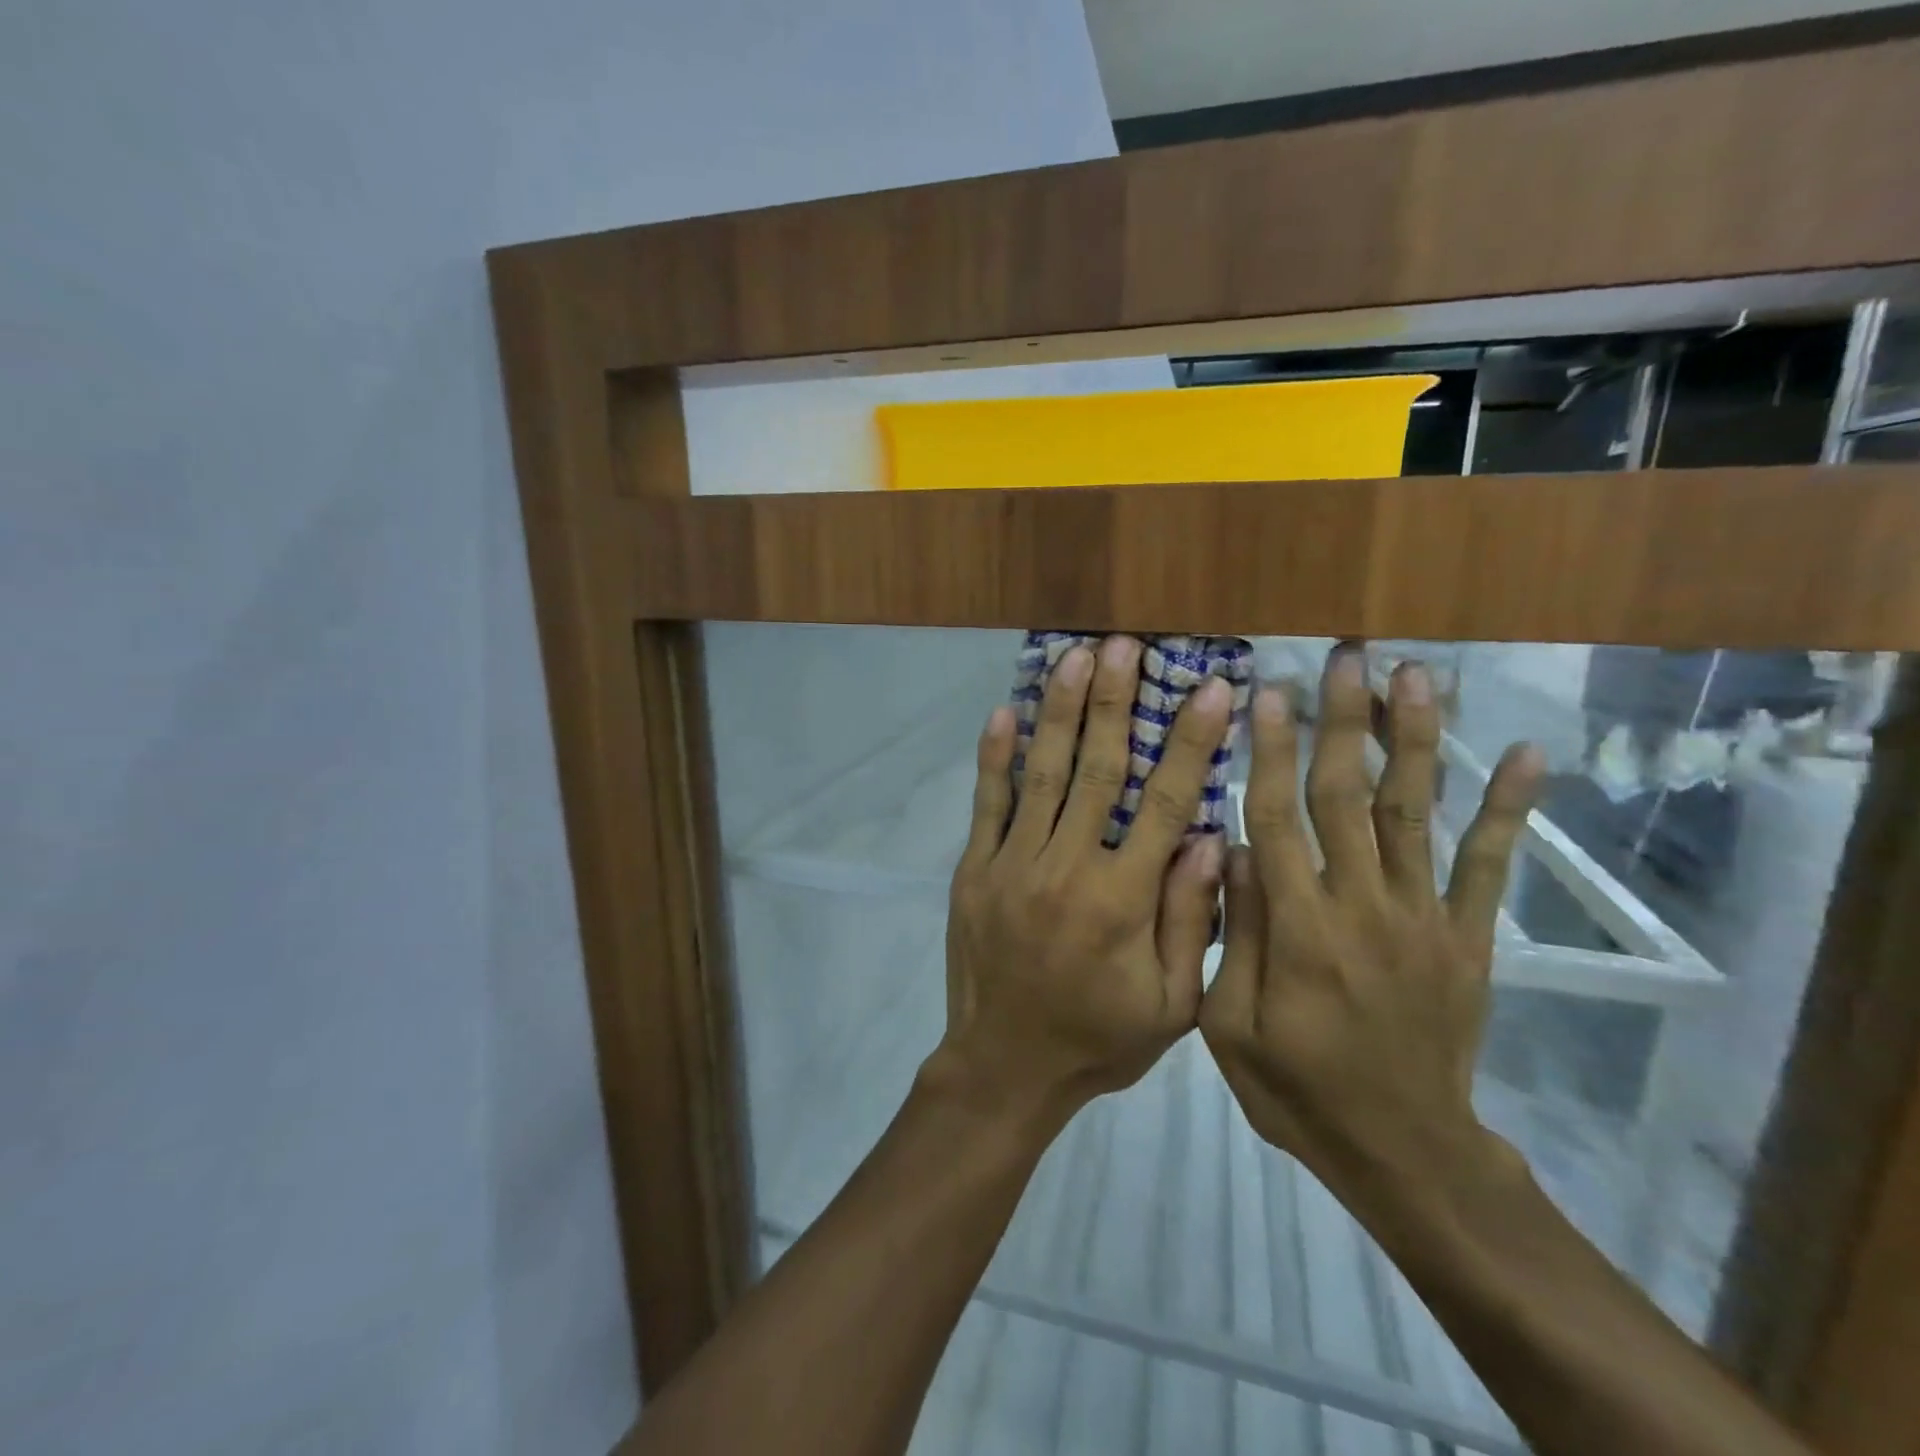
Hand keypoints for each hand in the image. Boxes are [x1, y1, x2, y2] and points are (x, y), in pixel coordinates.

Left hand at [929, 635, 1232, 1124]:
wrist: (1004, 1068)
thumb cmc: (1097, 1041)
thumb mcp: (1170, 1005)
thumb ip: (1190, 921)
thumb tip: (1211, 839)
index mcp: (1121, 900)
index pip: (1164, 803)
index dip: (1190, 742)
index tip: (1210, 689)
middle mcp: (1065, 868)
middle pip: (1096, 769)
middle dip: (1113, 702)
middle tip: (1124, 645)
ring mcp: (1012, 864)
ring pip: (1042, 775)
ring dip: (1059, 712)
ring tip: (1073, 658)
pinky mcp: (974, 870)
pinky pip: (987, 805)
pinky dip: (995, 758)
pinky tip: (1004, 712)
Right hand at [1200, 646, 1542, 1182]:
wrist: (1405, 1152)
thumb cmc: (1298, 1089)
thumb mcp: (1229, 1028)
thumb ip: (1232, 935)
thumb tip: (1230, 849)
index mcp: (1299, 929)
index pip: (1278, 819)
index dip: (1272, 752)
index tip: (1268, 692)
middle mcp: (1363, 907)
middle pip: (1348, 796)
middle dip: (1345, 721)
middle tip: (1347, 656)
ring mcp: (1424, 918)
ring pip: (1415, 813)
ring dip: (1416, 740)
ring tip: (1418, 676)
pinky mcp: (1468, 937)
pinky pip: (1490, 866)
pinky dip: (1508, 808)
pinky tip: (1525, 754)